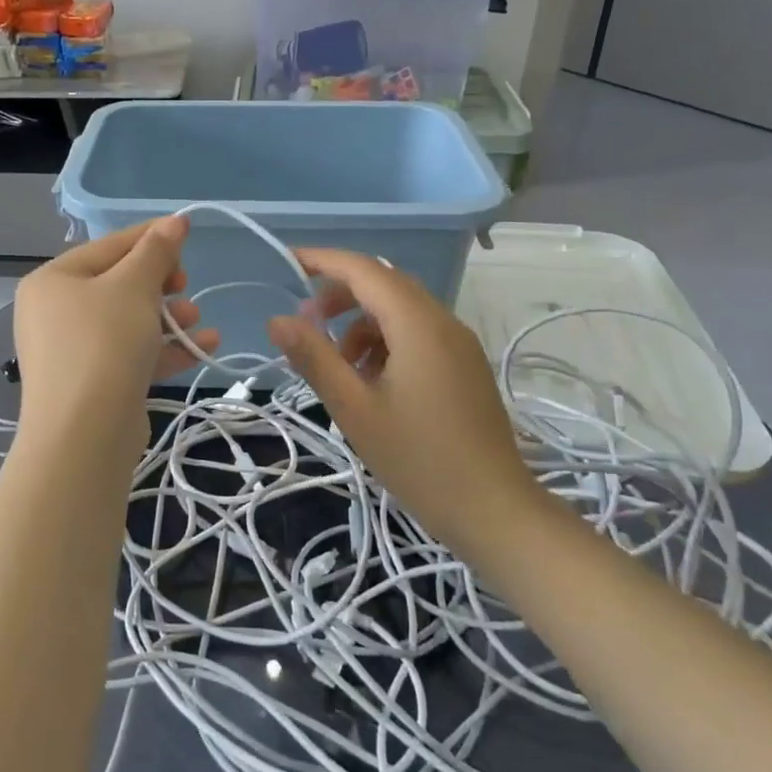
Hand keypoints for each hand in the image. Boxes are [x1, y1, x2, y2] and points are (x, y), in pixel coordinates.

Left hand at [13, 216, 217, 454]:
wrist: (84, 434)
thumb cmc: (104, 343)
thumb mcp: (134, 287)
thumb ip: (156, 251)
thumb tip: (175, 220)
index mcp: (53, 280)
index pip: (108, 247)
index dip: (150, 238)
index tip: (187, 235)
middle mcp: (55, 312)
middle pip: (118, 285)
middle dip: (161, 285)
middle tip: (185, 285)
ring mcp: (72, 351)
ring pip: (128, 322)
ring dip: (168, 317)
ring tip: (196, 319)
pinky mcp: (93, 384)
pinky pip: (131, 354)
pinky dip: (164, 348)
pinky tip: (205, 346)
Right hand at [266, 249, 534, 549]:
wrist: (494, 510)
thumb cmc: (419, 459)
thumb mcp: (354, 409)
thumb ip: (314, 358)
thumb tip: (277, 319)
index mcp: (418, 324)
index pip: (365, 270)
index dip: (324, 260)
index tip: (287, 262)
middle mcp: (444, 322)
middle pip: (385, 284)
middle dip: (340, 295)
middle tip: (305, 324)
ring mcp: (459, 344)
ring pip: (401, 311)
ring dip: (361, 323)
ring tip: (338, 366)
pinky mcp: (465, 366)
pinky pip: (418, 334)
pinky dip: (386, 342)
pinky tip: (370, 382)